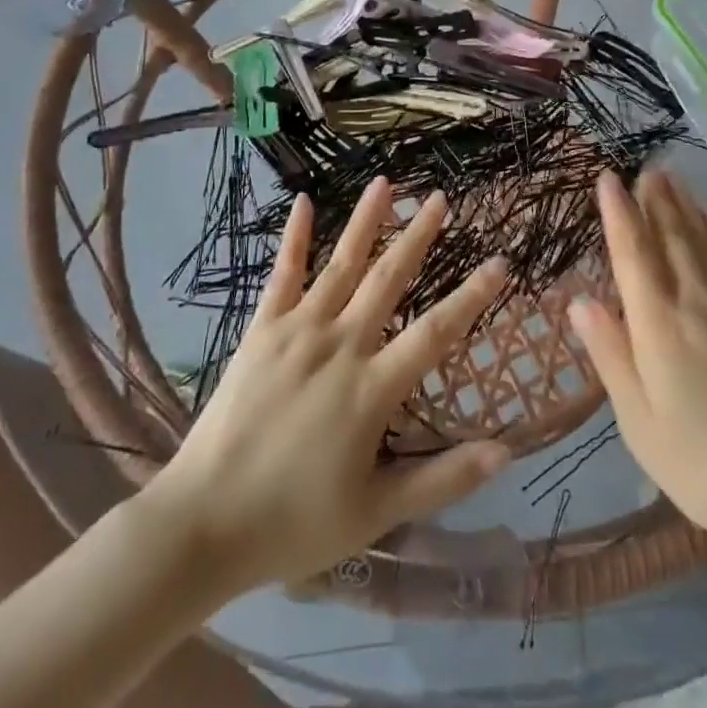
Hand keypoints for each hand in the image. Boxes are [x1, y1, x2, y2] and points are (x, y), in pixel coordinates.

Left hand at [146, 178, 509, 592]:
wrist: (202, 524)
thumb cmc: (294, 523)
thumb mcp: (376, 512)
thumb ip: (442, 479)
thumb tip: (504, 452)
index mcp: (371, 389)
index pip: (435, 332)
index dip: (472, 296)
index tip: (500, 261)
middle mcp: (339, 346)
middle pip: (388, 280)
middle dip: (419, 236)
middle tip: (441, 199)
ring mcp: (297, 332)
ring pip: (340, 265)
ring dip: (366, 222)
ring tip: (387, 183)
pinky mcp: (261, 331)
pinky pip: (282, 276)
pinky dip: (294, 238)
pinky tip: (304, 202)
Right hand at [572, 170, 706, 562]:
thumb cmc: (701, 462)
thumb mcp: (639, 421)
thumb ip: (611, 355)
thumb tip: (580, 302)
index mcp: (659, 326)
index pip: (633, 255)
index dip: (619, 214)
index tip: (608, 178)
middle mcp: (694, 304)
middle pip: (671, 238)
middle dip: (655, 200)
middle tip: (644, 166)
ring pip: (701, 243)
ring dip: (684, 208)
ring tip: (673, 179)